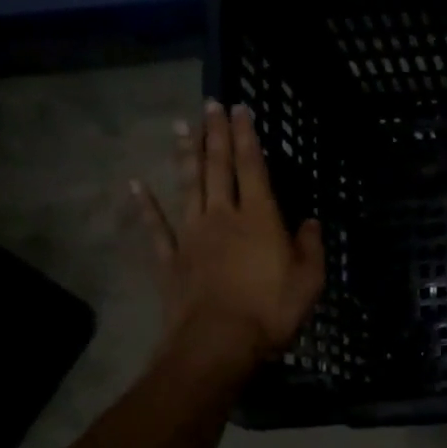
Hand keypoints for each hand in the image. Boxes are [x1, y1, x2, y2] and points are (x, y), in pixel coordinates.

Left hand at [132, 100, 324, 379]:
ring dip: (185, 156)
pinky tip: (135, 185)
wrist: (219, 343)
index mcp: (260, 218)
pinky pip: (155, 228)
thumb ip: (311, 246)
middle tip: (210, 105)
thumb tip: (311, 222)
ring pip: (188, 187)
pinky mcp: (171, 260)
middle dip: (215, 134)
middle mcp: (223, 217)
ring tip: (181, 127)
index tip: (240, 109)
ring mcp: (192, 236)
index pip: (253, 168)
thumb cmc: (272, 310)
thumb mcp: (310, 280)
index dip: (247, 137)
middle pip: (218, 168)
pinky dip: (145, 206)